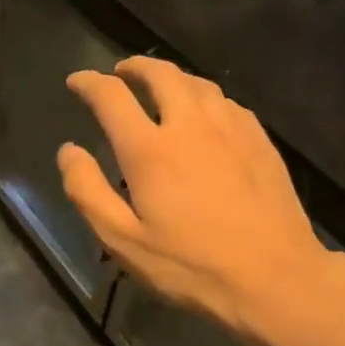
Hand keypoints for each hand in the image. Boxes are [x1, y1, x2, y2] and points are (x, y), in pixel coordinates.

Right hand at [59, 58, 334, 342]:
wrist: (275, 278)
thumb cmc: (191, 266)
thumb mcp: (123, 241)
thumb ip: (88, 191)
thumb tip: (69, 151)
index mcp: (150, 149)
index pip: (111, 96)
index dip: (88, 82)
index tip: (76, 81)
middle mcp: (190, 124)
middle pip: (160, 74)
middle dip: (134, 67)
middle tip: (120, 73)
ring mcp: (231, 128)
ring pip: (197, 82)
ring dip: (171, 77)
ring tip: (160, 88)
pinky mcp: (260, 140)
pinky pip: (226, 102)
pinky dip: (204, 97)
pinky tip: (204, 114)